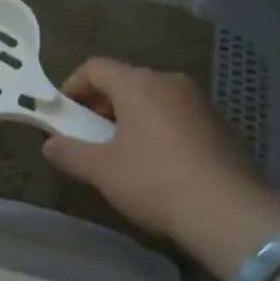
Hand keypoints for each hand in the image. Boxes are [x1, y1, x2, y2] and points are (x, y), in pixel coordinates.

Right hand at [43, 58, 279, 278]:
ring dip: (131, 118)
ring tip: (122, 153)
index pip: (95, 67)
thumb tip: (49, 145)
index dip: (73, 87)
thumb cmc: (156, 182)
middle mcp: (169, 81)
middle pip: (125, 81)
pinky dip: (158, 129)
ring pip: (153, 99)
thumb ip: (71, 153)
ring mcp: (199, 101)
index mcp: (138, 84)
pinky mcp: (220, 124)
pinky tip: (158, 164)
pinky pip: (177, 116)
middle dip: (101, 105)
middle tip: (89, 137)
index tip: (63, 115)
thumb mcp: (103, 171)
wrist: (230, 212)